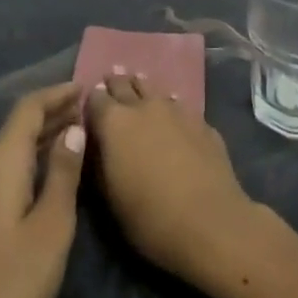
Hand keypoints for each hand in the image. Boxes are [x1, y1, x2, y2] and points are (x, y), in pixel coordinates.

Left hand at [0, 81, 86, 297]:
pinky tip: (46, 177)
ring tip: (76, 138)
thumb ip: (63, 173)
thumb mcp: (52, 227)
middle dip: (53, 116)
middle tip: (90, 112)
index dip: (58, 94)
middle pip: (16, 129)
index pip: (28, 109)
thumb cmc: (11, 286)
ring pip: (8, 153)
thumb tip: (73, 129)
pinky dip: (27, 165)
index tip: (87, 88)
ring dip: (40, 141)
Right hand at [87, 71, 262, 285]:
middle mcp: (144, 107)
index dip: (90, 100)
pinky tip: (173, 111)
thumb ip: (99, 163)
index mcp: (114, 122)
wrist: (209, 221)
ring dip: (144, 88)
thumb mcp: (109, 197)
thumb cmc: (148, 217)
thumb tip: (97, 145)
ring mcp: (177, 111)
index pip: (95, 99)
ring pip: (155, 90)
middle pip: (125, 85)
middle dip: (116, 83)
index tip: (88, 102)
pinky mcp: (202, 122)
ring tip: (139, 83)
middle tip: (111, 76)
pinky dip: (171, 105)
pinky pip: (180, 106)